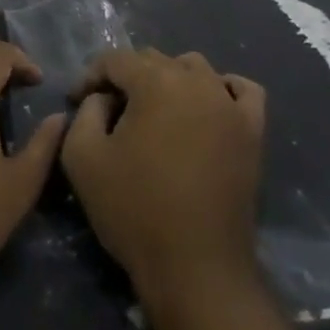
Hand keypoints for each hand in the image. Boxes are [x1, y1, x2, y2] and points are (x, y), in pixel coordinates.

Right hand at [62, 49, 265, 300]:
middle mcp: (197, 81)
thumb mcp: (82, 157)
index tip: (76, 101)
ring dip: (169, 80)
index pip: (115, 59)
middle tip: (109, 112)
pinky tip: (207, 106)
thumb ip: (86, 112)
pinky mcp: (253, 132)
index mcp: (155, 81)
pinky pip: (242, 91)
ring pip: (195, 69)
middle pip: (154, 60)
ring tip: (154, 112)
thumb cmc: (134, 211)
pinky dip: (223, 89)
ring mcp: (230, 105)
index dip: (91, 76)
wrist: (196, 270)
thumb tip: (104, 99)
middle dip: (127, 78)